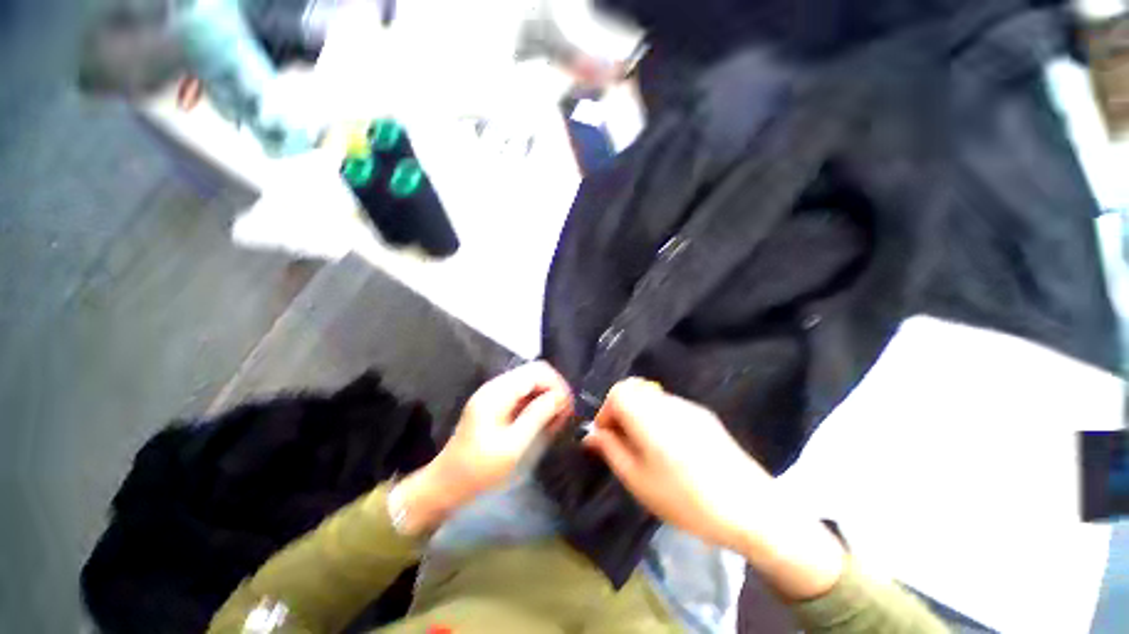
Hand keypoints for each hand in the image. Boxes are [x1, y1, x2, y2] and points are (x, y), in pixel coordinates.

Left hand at [394, 362, 572, 533]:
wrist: (446, 484)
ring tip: (556, 421)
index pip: (537, 371)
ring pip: (531, 383)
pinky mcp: (497, 404)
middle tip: (564, 416)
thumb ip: (537, 417)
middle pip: (535, 373)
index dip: (557, 385)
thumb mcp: (512, 447)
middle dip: (554, 390)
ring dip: (547, 398)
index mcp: (498, 392)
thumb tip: (560, 396)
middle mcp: (497, 386)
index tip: (568, 408)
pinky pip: (524, 394)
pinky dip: (537, 404)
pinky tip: (543, 422)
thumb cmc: (479, 470)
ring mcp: (495, 393)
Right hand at [583, 378, 844, 598]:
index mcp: (647, 413)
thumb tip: (591, 434)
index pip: (617, 391)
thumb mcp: (637, 479)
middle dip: (621, 411)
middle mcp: (666, 401)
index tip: (607, 438)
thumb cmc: (685, 497)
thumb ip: (610, 450)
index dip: (606, 412)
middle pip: (634, 389)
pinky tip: (673, 448)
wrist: (750, 507)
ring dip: (640, 414)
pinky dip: (660, 418)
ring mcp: (688, 405)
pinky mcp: (704, 415)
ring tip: (647, 448)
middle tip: (624, 442)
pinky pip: (671, 406)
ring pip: (652, 397)